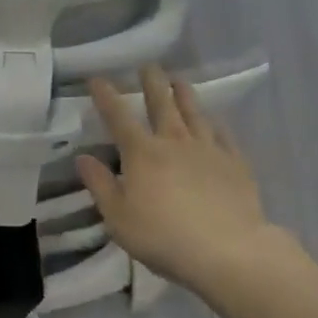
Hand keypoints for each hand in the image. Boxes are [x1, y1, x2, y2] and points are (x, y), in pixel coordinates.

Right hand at [78, 66, 280, 297]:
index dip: (106, 96)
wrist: (229, 252)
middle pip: (161, 104)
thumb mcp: (118, 218)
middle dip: (152, 82)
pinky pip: (224, 135)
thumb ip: (100, 185)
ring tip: (179, 80)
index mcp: (142, 152)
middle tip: (148, 66)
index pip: (118, 116)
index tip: (97, 79)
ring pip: (194, 113)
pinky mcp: (235, 163)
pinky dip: (216, 124)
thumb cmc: (165, 237)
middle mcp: (174, 141)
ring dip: (184, 94)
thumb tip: (83, 157)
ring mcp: (208, 149)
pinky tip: (216, 121)